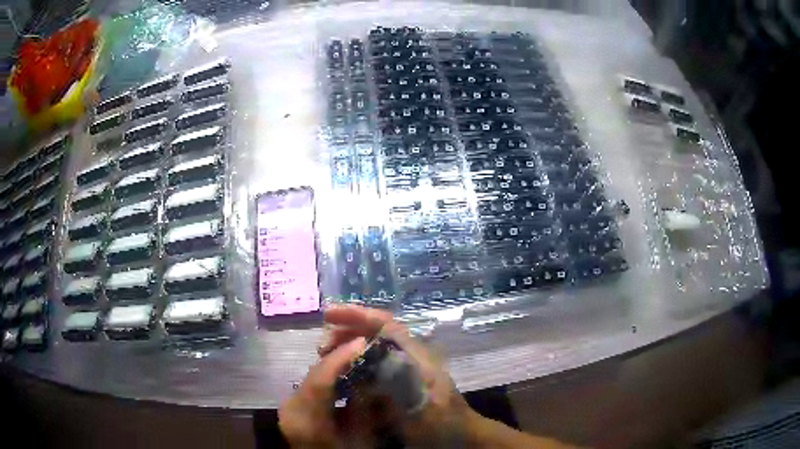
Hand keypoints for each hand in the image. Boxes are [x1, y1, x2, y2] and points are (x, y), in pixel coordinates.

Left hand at [278, 335, 367, 447]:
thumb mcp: (361, 437)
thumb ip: (364, 407)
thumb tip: (370, 377)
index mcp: (307, 420)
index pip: (320, 381)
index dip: (339, 358)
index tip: (360, 342)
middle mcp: (291, 409)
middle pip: (313, 375)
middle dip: (337, 358)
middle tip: (361, 345)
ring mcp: (287, 407)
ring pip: (311, 377)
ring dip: (332, 366)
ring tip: (354, 356)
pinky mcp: (290, 407)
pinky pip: (308, 385)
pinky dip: (325, 377)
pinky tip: (341, 374)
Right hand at [320, 305, 481, 446]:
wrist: (463, 436)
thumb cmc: (444, 424)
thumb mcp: (423, 408)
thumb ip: (401, 384)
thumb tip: (369, 360)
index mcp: (416, 357)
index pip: (386, 324)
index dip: (357, 315)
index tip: (329, 315)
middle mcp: (411, 356)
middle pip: (377, 331)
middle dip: (348, 329)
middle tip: (321, 344)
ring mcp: (407, 368)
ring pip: (374, 346)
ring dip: (349, 344)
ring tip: (325, 355)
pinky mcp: (403, 381)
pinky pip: (374, 363)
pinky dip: (355, 362)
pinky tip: (343, 374)